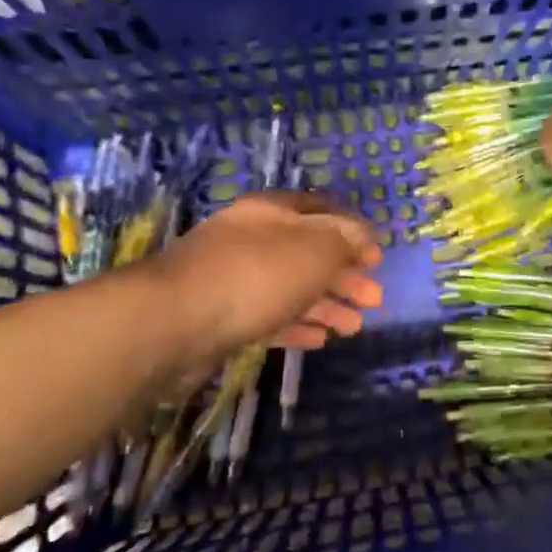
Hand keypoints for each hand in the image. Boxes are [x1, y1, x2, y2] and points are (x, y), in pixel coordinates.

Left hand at [156, 192, 384, 351]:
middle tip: (375, 298)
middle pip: (308, 253)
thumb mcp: (315, 249)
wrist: (174, 323)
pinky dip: (297, 325)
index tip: (377, 256)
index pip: (320, 211)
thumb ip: (344, 239)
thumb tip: (364, 234)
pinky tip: (320, 340)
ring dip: (327, 305)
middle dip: (344, 275)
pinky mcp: (222, 318)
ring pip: (291, 288)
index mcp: (272, 213)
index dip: (353, 230)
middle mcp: (252, 240)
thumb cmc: (256, 275)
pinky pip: (270, 317)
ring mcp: (234, 279)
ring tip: (355, 327)